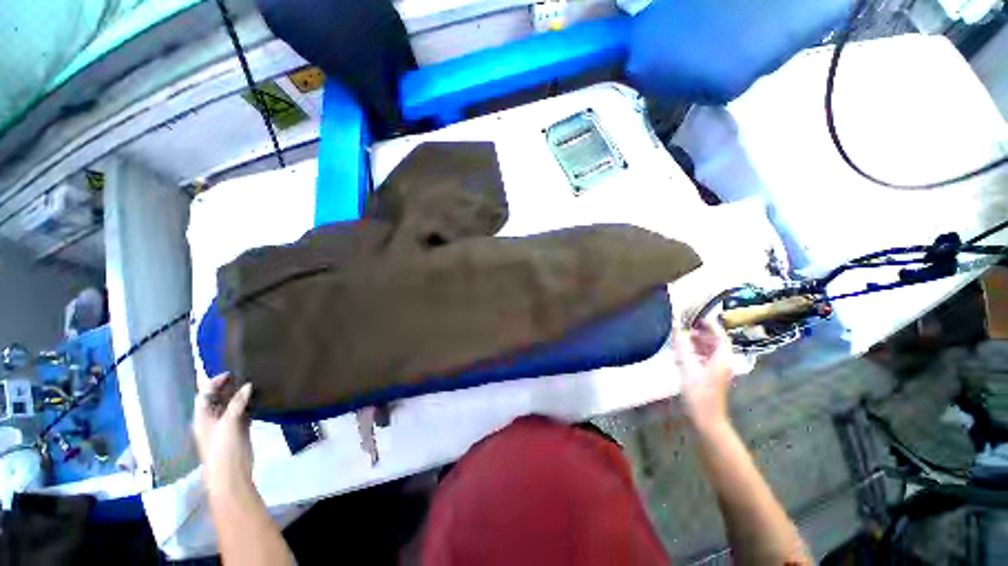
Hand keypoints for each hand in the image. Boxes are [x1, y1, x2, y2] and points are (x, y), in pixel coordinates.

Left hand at [193, 373, 253, 493]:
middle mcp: (212, 420)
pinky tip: (258, 399)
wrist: (231, 473)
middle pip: (217, 400)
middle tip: (244, 375)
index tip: (230, 374)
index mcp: (203, 418)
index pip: (205, 396)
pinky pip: (243, 413)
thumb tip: (248, 385)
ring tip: (254, 383)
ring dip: (240, 396)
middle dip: (227, 388)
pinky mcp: (239, 431)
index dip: (214, 384)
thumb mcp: (228, 424)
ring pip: (231, 406)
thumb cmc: (223, 449)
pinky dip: (248, 405)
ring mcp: (226, 426)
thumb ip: (237, 404)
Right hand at [672, 318, 734, 430]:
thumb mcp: (687, 367)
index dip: (711, 326)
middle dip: (702, 334)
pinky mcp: (713, 378)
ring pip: (711, 351)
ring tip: (683, 338)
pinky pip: (707, 359)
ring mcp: (719, 371)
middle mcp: (724, 363)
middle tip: (687, 327)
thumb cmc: (698, 392)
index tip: (699, 317)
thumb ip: (681, 346)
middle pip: (716, 343)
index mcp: (722, 359)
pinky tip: (685, 353)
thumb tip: (676, 327)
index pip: (720, 336)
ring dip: (699, 343)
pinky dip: (697, 353)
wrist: (707, 418)